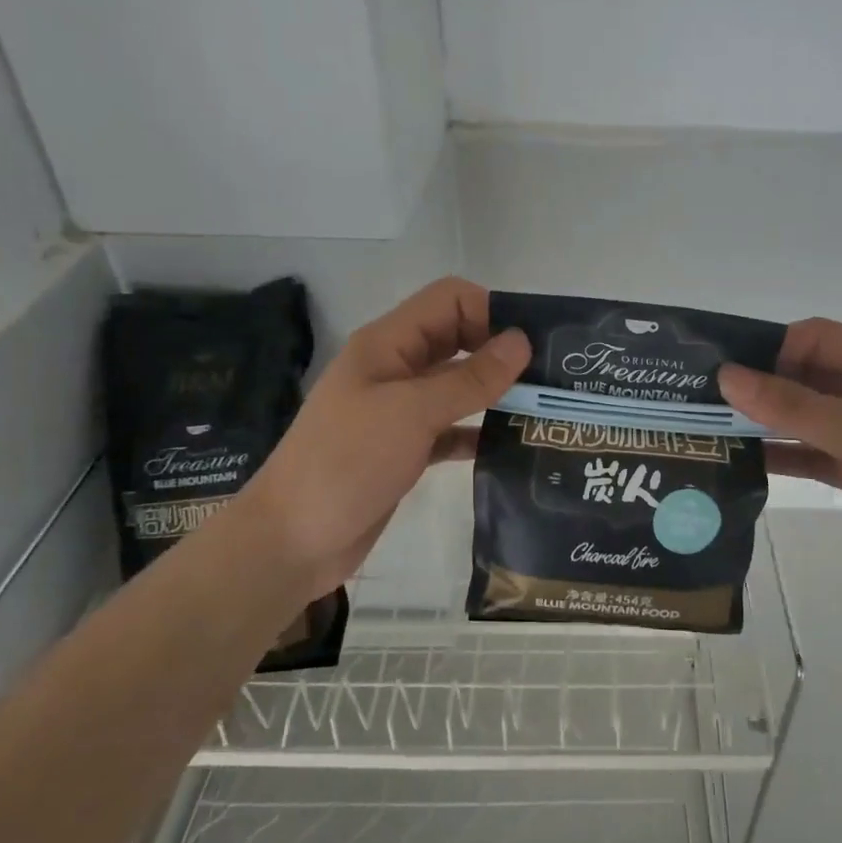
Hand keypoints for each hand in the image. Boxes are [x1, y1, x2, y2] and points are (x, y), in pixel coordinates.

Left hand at [238, 278, 529, 597]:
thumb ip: (469, 378)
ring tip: (542, 411)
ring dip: (495, 393)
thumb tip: (522, 341)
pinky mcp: (406, 449)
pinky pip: (452, 428)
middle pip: (458, 340)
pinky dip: (478, 432)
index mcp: (389, 344)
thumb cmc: (347, 462)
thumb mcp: (411, 413)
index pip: (449, 301)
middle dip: (500, 352)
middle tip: (549, 379)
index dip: (490, 312)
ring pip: (458, 386)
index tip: (530, 346)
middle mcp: (396, 369)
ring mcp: (400, 411)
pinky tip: (510, 448)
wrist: (292, 541)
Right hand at [722, 319, 841, 618]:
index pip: (820, 339)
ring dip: (765, 418)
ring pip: (804, 414)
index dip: (773, 347)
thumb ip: (792, 405)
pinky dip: (778, 450)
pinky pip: (808, 449)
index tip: (726, 367)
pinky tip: (740, 457)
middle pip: (808, 374)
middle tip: (707, 394)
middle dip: (762, 383)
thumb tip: (727, 375)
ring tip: (714, 423)